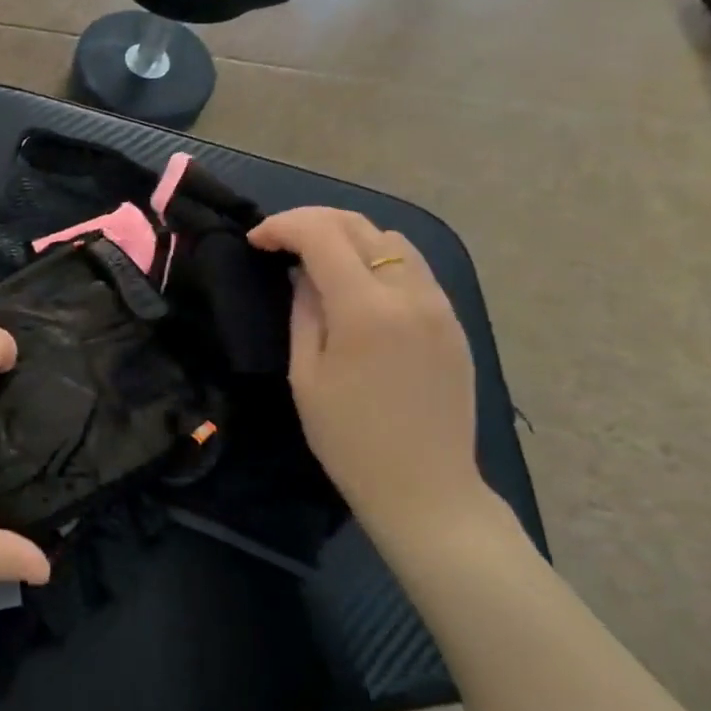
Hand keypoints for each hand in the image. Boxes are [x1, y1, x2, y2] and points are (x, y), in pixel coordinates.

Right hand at [249, 208, 486, 535]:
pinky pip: (414, 267)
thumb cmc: (349, 439)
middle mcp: (409, 293)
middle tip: (280, 241)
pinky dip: (379, 258)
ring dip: (349, 236)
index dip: (283, 226)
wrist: (425, 488)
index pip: (322, 235)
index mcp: (366, 309)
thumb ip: (304, 310)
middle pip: (360, 225)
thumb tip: (302, 272)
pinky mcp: (453, 320)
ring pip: (393, 239)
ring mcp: (439, 305)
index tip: (256, 240)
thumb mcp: (306, 374)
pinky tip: (358, 285)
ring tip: (319, 259)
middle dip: (312, 221)